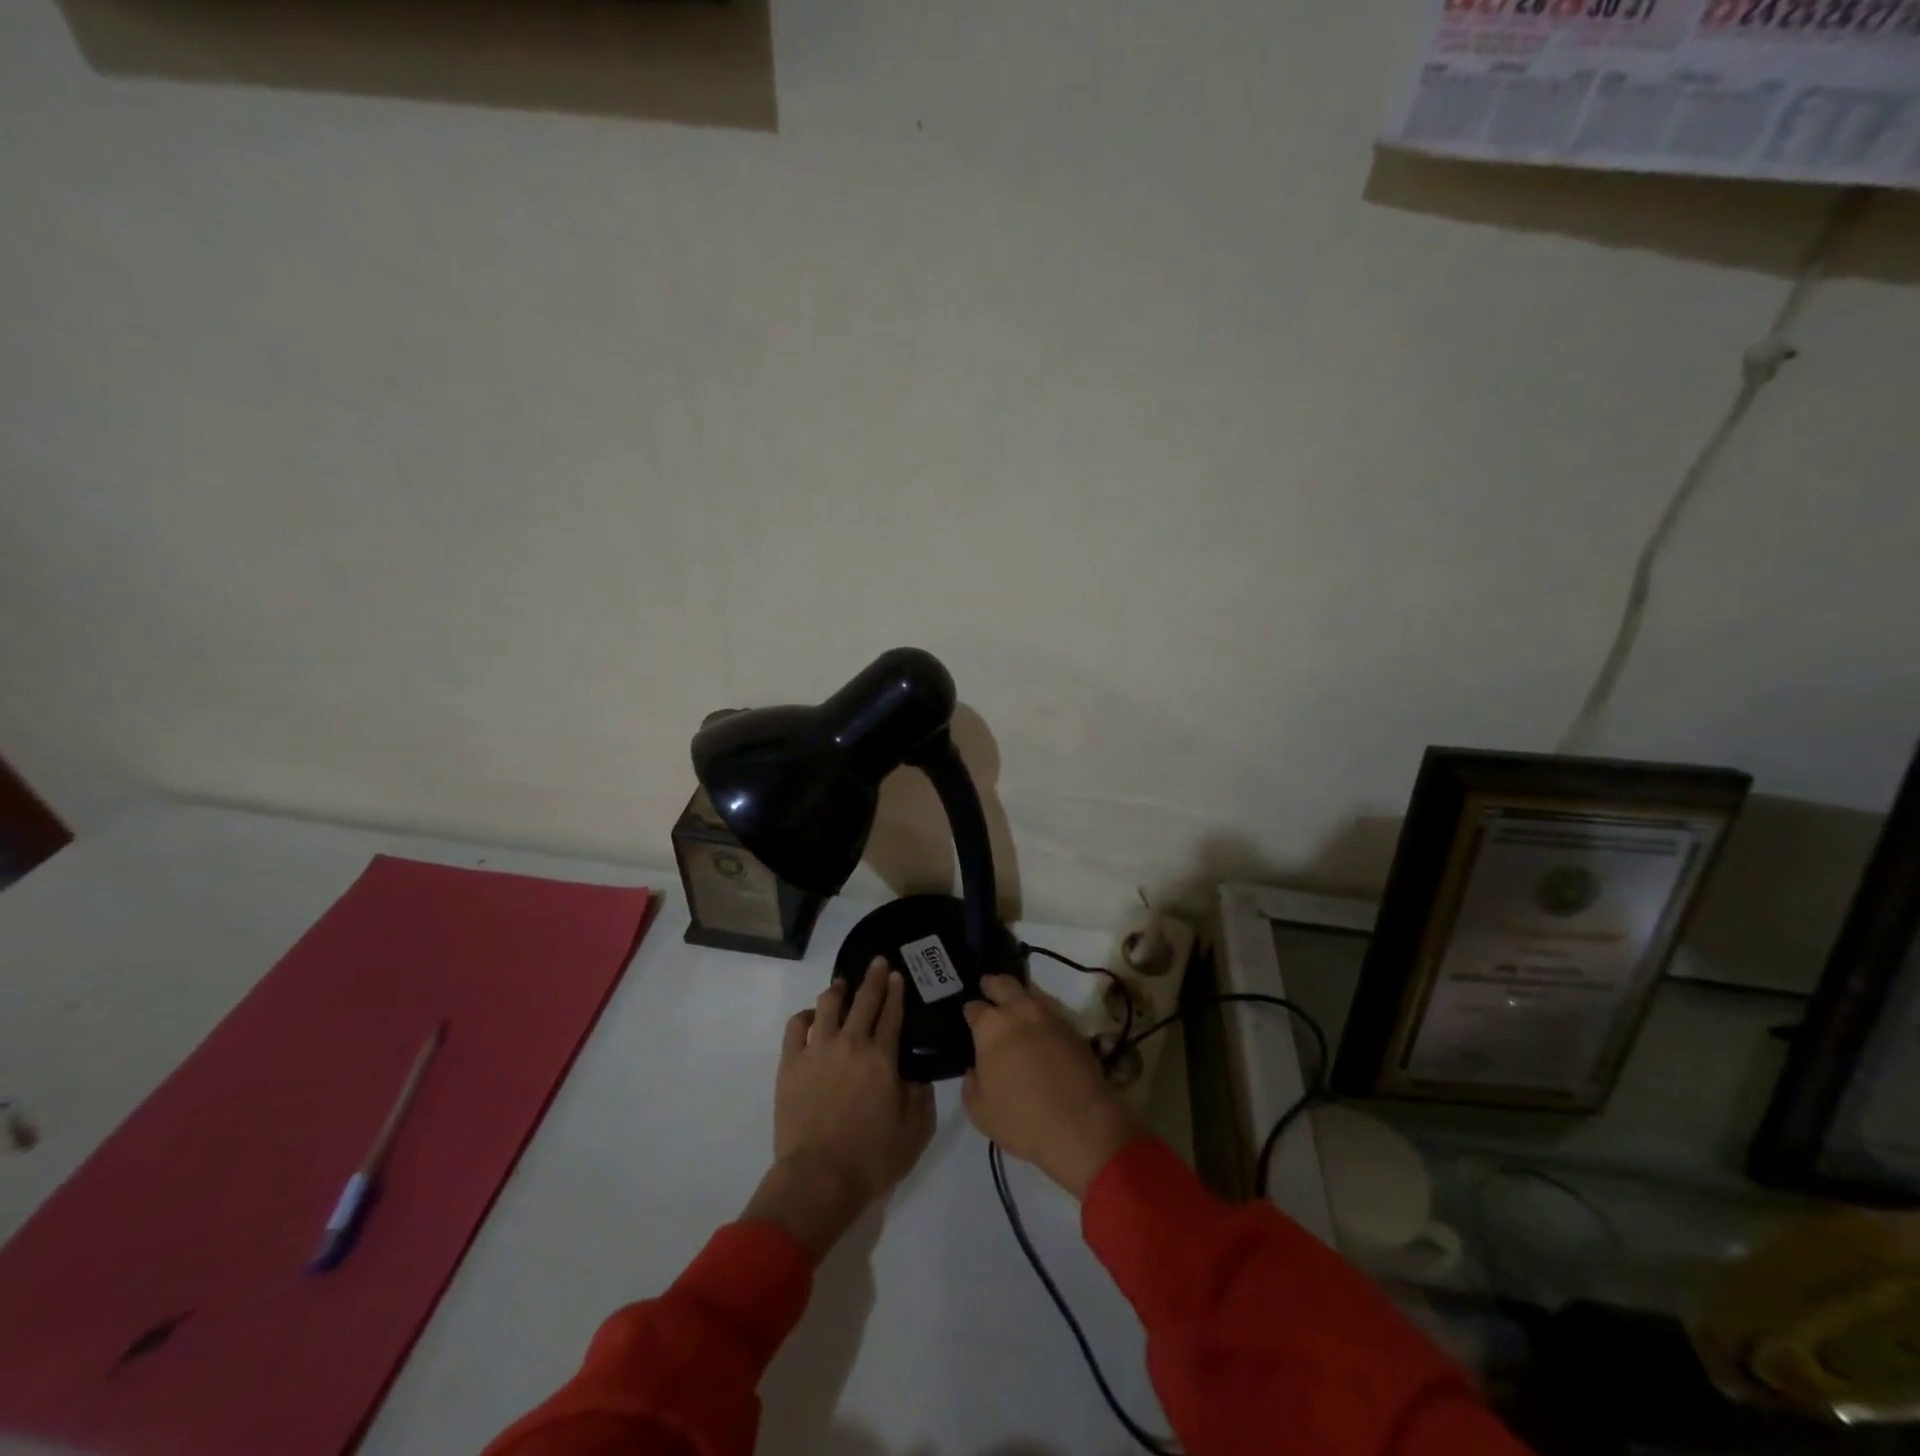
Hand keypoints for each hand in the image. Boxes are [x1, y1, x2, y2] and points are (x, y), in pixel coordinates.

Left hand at [743, 959, 935, 1259]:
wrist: (818, 1179)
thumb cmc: (871, 1159)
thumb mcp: (915, 1132)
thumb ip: (921, 1096)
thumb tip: (919, 1073)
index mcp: (882, 1058)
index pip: (892, 1013)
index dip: (896, 992)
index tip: (897, 975)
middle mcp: (850, 1043)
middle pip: (864, 1000)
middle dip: (873, 978)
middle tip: (878, 963)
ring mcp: (817, 1050)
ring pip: (828, 1004)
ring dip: (839, 990)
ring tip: (843, 985)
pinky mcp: (790, 1063)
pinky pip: (796, 1026)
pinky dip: (806, 1015)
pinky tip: (812, 1017)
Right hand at [962, 975, 1143, 1199]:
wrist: (1081, 1126)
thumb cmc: (1022, 1120)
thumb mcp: (980, 1113)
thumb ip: (970, 1085)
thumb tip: (974, 1070)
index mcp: (991, 1027)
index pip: (974, 1007)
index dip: (970, 1012)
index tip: (970, 1018)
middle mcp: (1020, 1011)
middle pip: (1003, 984)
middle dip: (992, 984)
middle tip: (988, 989)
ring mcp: (1050, 1016)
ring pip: (1030, 992)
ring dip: (1019, 996)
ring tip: (1015, 1009)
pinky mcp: (1073, 1027)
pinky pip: (1051, 1010)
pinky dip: (1041, 1014)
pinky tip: (1040, 1028)